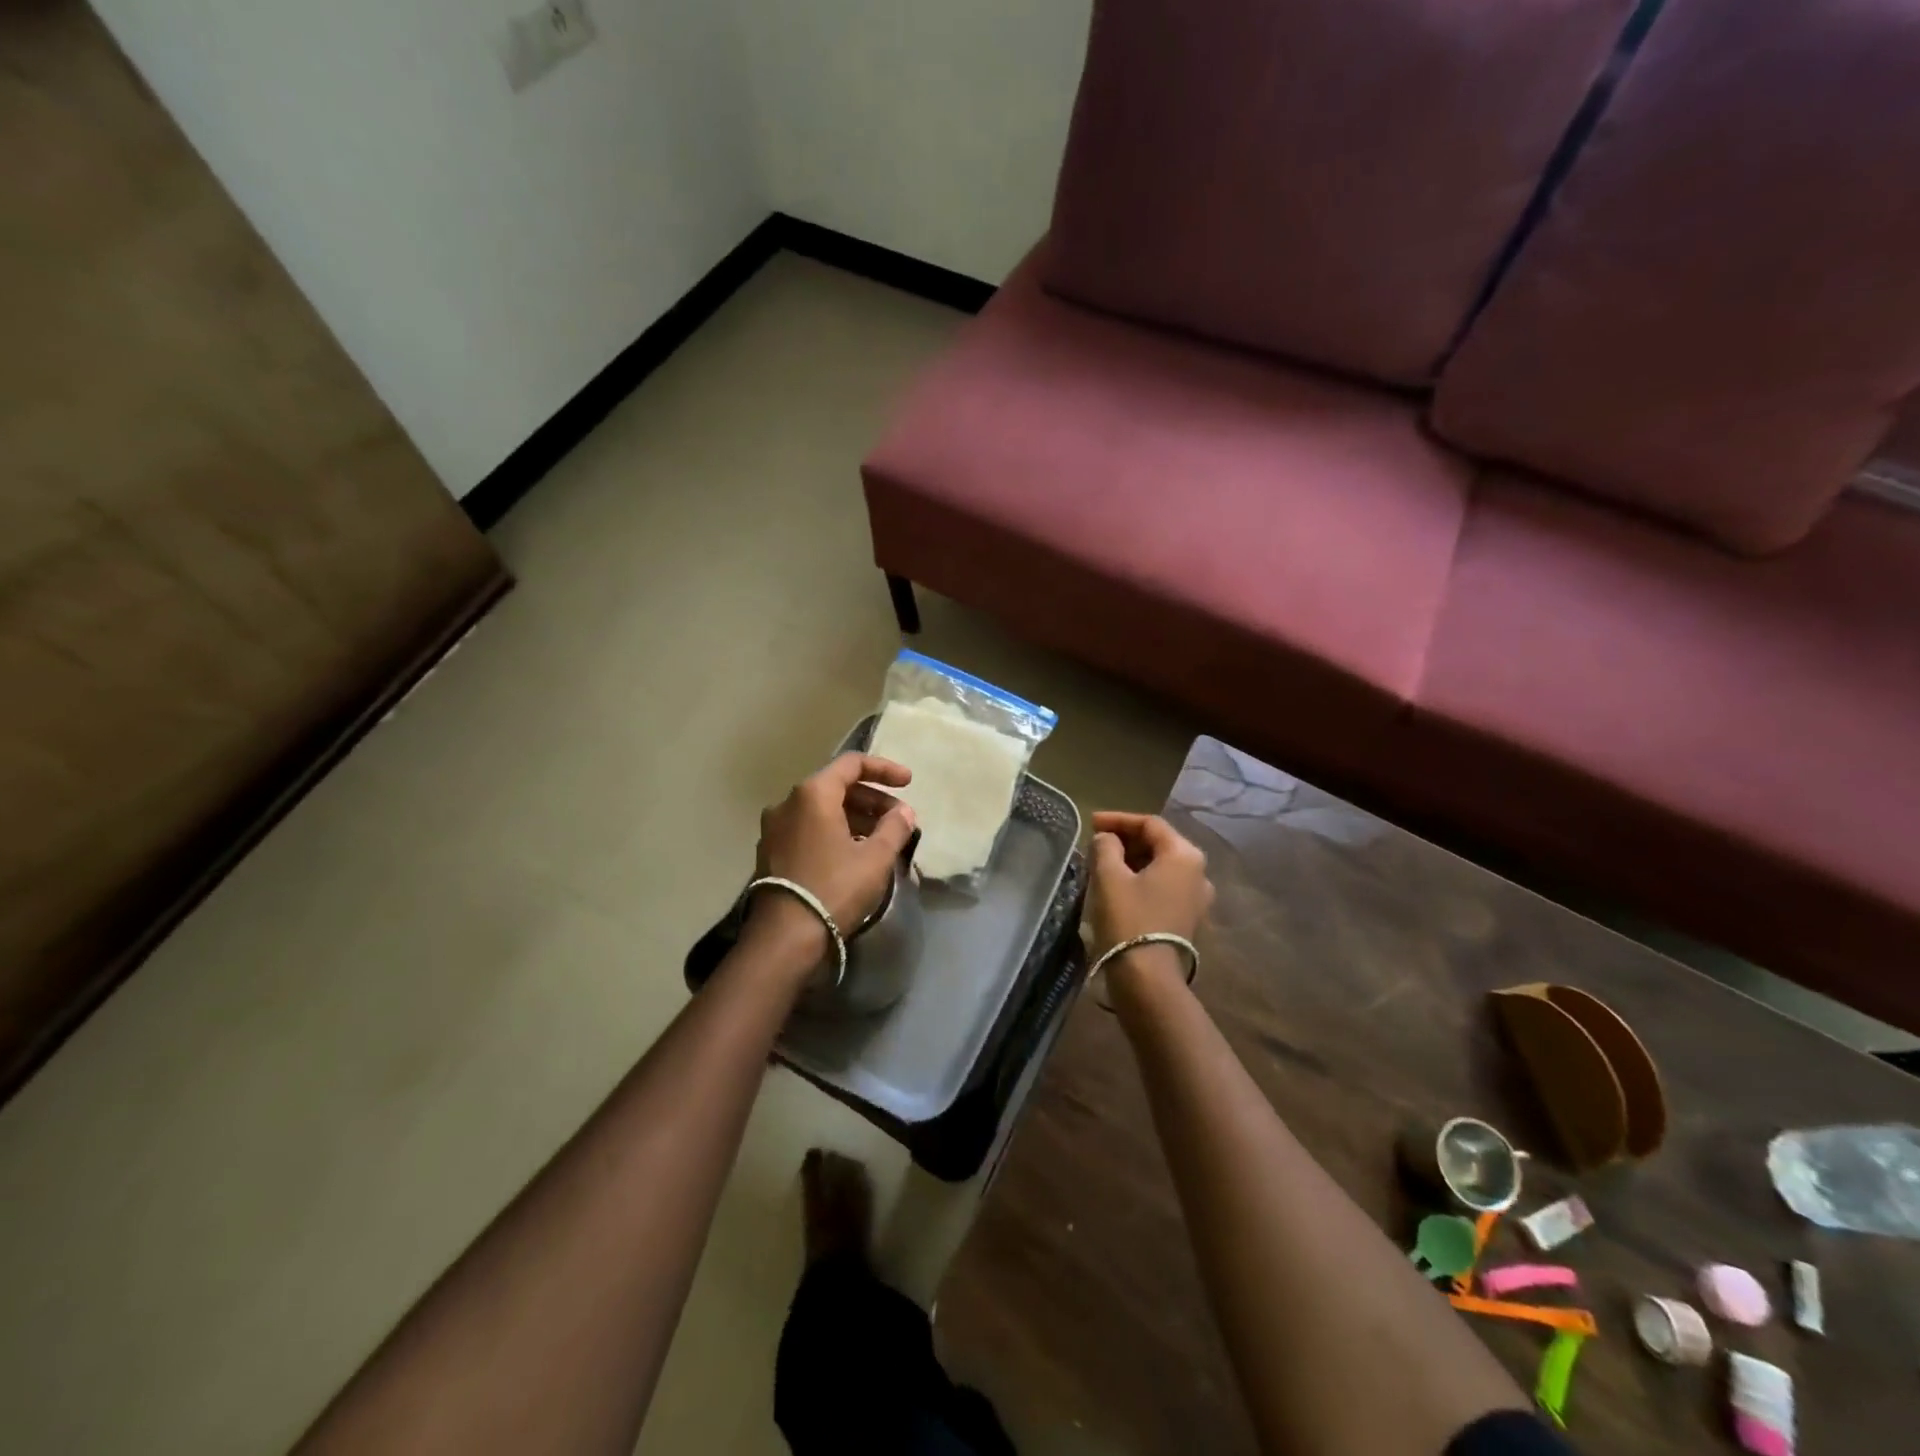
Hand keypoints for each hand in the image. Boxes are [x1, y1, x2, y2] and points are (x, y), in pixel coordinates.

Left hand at [748, 753, 917, 954]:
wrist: (785, 936)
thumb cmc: (835, 888)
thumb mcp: (875, 858)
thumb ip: (894, 828)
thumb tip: (904, 812)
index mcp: (813, 794)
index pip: (852, 764)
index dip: (884, 769)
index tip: (908, 783)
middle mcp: (788, 802)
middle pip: (836, 787)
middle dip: (872, 799)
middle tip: (899, 819)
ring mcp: (775, 828)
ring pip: (822, 810)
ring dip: (855, 817)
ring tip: (882, 838)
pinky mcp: (771, 851)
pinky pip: (809, 829)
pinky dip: (834, 831)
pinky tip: (854, 853)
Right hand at [1087, 812, 1213, 984]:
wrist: (1148, 979)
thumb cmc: (1128, 920)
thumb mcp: (1108, 876)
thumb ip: (1106, 846)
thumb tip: (1108, 839)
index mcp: (1184, 854)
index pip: (1150, 824)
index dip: (1118, 819)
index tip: (1091, 823)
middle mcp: (1199, 872)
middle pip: (1160, 843)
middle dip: (1127, 840)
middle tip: (1096, 842)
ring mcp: (1198, 898)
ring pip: (1162, 867)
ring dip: (1133, 860)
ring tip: (1104, 864)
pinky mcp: (1189, 920)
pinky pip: (1165, 887)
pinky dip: (1143, 880)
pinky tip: (1120, 887)